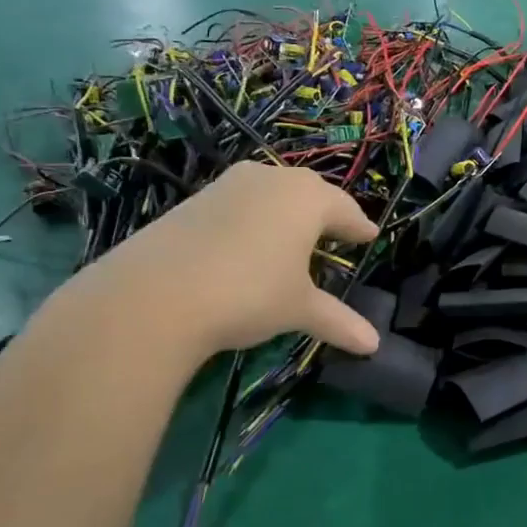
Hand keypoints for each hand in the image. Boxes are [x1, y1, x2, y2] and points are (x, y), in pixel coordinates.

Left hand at [62, 163, 381, 364]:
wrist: (153, 296)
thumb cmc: (249, 293)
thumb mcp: (298, 308)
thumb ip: (338, 320)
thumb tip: (373, 346)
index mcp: (308, 198)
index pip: (346, 210)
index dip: (359, 227)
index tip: (369, 236)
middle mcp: (273, 179)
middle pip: (310, 192)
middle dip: (326, 212)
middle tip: (338, 233)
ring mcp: (229, 185)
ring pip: (272, 192)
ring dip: (288, 211)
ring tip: (294, 236)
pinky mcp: (195, 200)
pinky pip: (240, 203)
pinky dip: (254, 218)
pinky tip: (249, 243)